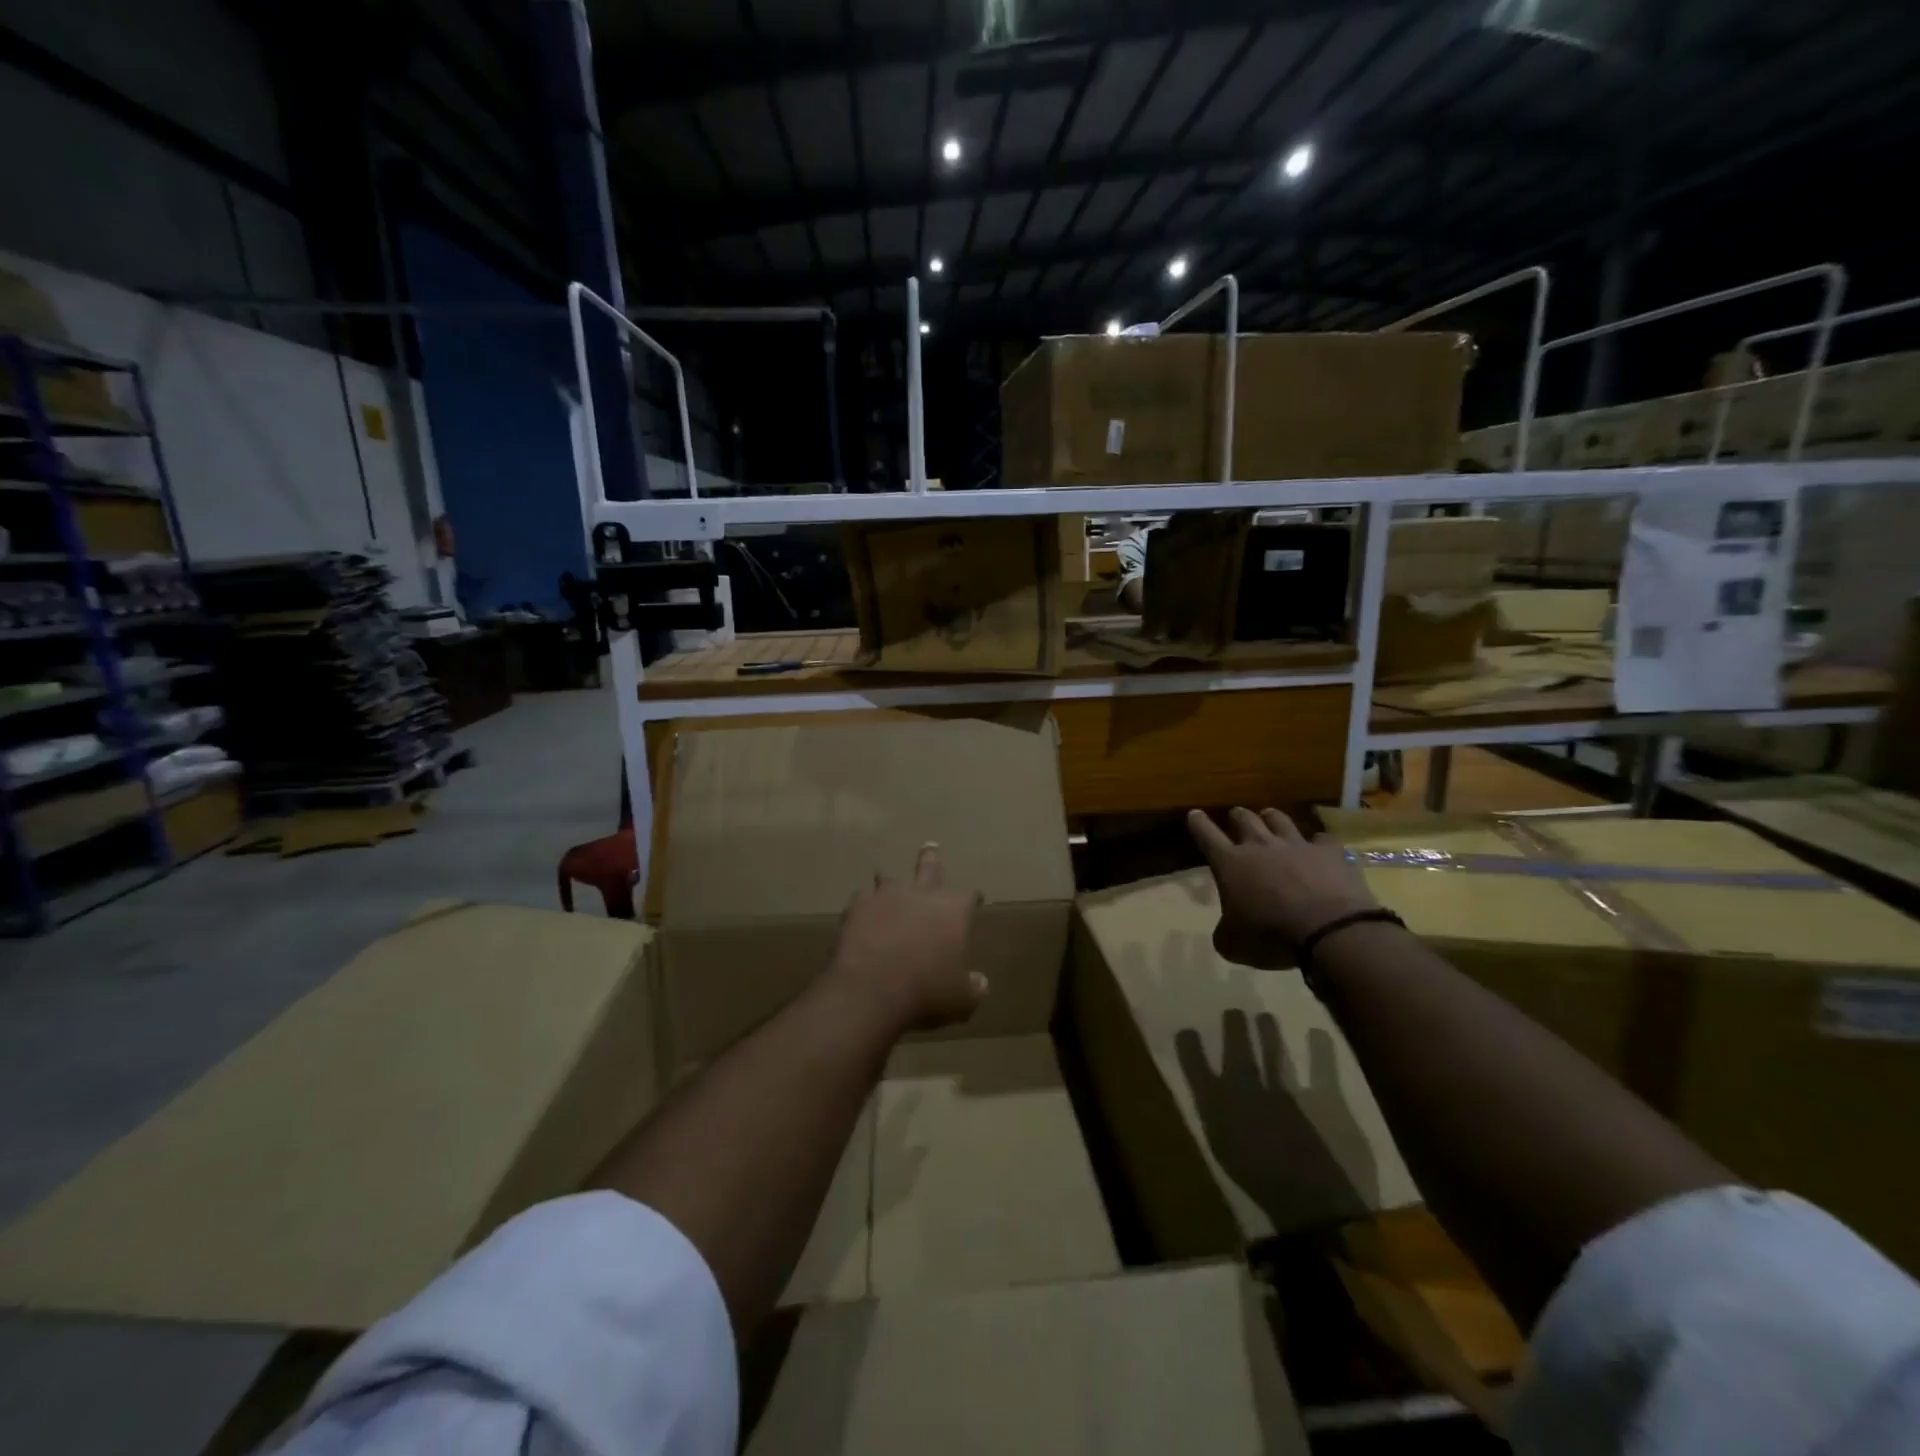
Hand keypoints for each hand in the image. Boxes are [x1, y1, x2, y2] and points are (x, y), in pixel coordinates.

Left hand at [826, 843, 986, 1030]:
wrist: (871, 992)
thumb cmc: (926, 994)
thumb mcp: (960, 1000)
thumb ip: (972, 988)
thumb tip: (980, 982)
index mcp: (953, 912)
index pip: (969, 897)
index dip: (973, 899)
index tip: (976, 900)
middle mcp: (922, 895)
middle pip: (929, 868)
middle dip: (931, 859)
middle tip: (930, 848)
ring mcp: (886, 897)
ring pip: (889, 878)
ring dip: (890, 880)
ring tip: (887, 879)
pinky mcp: (857, 907)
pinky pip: (861, 899)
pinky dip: (863, 906)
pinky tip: (860, 914)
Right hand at [1187, 807, 1379, 969]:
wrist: (1330, 931)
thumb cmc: (1272, 936)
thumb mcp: (1233, 944)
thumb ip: (1225, 930)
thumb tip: (1227, 929)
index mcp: (1230, 863)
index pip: (1206, 834)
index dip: (1198, 823)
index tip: (1194, 814)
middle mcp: (1260, 846)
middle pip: (1243, 818)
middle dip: (1236, 816)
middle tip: (1235, 817)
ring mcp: (1297, 845)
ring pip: (1279, 819)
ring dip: (1271, 818)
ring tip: (1270, 817)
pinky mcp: (1330, 852)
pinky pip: (1321, 839)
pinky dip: (1317, 842)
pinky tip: (1319, 847)